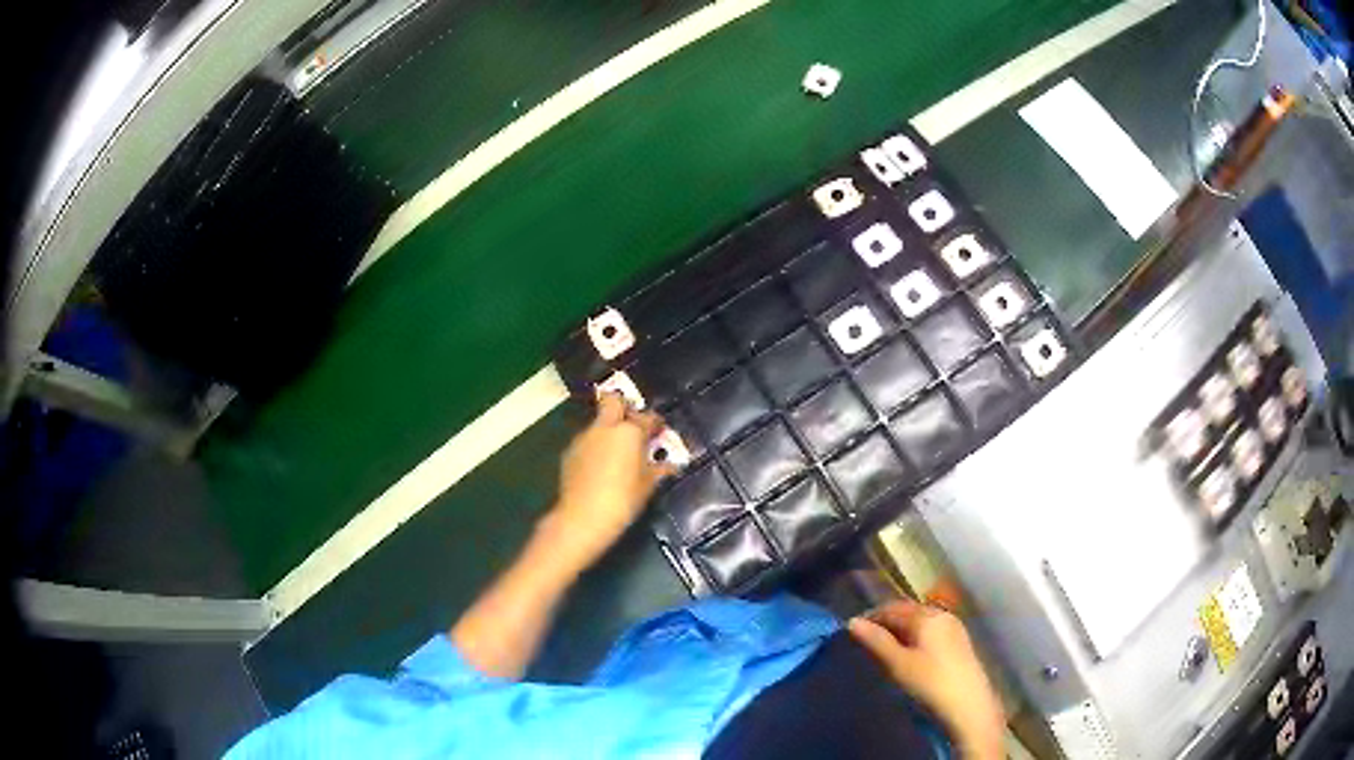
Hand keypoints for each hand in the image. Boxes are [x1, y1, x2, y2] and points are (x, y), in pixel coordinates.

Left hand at [545, 393, 674, 567]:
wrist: (583, 518)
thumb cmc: (623, 500)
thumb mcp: (648, 486)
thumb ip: (659, 470)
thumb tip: (670, 465)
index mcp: (629, 432)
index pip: (647, 417)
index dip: (655, 422)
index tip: (659, 430)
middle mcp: (605, 428)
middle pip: (613, 401)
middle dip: (625, 408)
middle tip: (634, 426)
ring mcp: (584, 438)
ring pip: (598, 422)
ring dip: (609, 430)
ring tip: (618, 452)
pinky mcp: (570, 451)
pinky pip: (587, 441)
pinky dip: (596, 446)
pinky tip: (601, 466)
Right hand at [848, 600, 1005, 759]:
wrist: (969, 706)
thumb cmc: (930, 683)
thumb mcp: (898, 664)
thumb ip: (876, 641)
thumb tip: (853, 621)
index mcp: (927, 616)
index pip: (893, 607)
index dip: (872, 616)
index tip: (853, 631)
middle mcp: (943, 616)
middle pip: (909, 612)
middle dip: (887, 621)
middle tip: (866, 639)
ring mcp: (954, 629)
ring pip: (921, 622)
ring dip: (901, 630)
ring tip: (884, 648)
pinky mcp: (959, 644)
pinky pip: (931, 632)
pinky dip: (914, 637)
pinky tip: (908, 654)